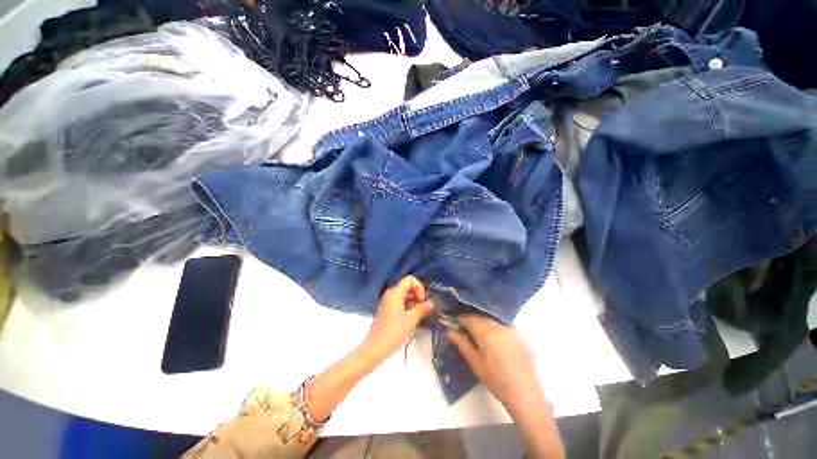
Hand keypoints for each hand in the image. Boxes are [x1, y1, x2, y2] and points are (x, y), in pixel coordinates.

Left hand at [364, 275, 434, 357]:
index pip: (409, 279)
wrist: (375, 348)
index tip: (422, 300)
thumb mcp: (411, 320)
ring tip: (419, 315)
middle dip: (417, 295)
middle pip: (407, 286)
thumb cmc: (394, 332)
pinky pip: (400, 302)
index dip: (419, 287)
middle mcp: (390, 294)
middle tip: (423, 308)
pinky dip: (408, 307)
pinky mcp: (387, 310)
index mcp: (395, 293)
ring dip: (414, 302)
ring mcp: (388, 302)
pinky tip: (412, 318)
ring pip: (404, 295)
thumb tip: (432, 302)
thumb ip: (423, 308)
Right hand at [444, 314, 544, 415]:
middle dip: (472, 321)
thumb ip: (462, 344)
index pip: (469, 318)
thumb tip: (450, 331)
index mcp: (486, 332)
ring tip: (479, 336)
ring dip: (483, 324)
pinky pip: (503, 326)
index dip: (460, 320)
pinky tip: (494, 340)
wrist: (525, 394)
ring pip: (492, 320)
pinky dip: (495, 328)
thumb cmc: (496, 380)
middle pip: (481, 317)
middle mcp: (499, 326)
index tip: (455, 324)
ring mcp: (511, 329)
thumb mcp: (475, 363)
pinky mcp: (520, 335)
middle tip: (465, 330)